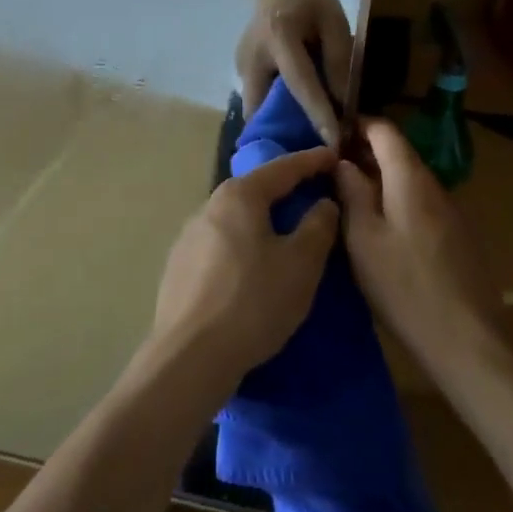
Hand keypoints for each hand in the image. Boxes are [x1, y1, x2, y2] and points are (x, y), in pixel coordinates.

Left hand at [150, 146, 338, 390]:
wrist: (191, 356)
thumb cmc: (254, 301)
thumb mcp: (301, 264)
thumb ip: (317, 227)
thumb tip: (323, 203)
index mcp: (239, 196)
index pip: (283, 168)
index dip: (311, 161)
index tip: (333, 155)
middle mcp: (209, 206)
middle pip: (255, 190)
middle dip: (285, 190)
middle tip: (312, 193)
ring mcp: (188, 236)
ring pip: (236, 219)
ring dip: (262, 220)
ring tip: (285, 232)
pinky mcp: (179, 266)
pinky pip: (221, 244)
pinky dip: (243, 245)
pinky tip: (251, 267)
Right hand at [236, 0, 353, 145]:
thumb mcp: (335, 22)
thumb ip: (338, 61)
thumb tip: (342, 105)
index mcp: (279, 37)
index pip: (300, 83)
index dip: (318, 114)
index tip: (335, 144)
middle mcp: (252, 56)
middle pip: (264, 107)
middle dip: (284, 134)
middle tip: (312, 157)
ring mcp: (240, 65)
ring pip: (256, 110)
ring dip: (277, 128)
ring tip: (304, 146)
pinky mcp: (239, 71)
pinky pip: (256, 101)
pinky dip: (273, 115)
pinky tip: (293, 124)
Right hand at [336, 119, 500, 379]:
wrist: (467, 341)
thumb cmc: (405, 285)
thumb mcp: (363, 238)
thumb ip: (352, 192)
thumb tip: (342, 161)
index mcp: (410, 178)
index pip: (384, 130)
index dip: (356, 125)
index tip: (329, 135)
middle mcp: (435, 186)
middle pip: (399, 154)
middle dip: (365, 154)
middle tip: (331, 170)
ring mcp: (451, 212)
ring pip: (410, 181)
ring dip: (380, 180)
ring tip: (349, 199)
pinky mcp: (458, 237)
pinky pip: (421, 204)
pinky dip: (397, 203)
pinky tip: (381, 230)